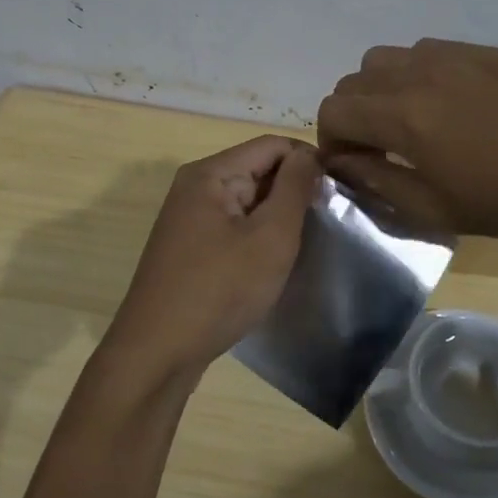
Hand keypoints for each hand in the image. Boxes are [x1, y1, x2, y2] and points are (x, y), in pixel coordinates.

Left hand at [101, 136, 319, 381]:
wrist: (158, 352)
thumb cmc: (220, 290)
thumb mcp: (270, 237)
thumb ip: (294, 189)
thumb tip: (309, 155)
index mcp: (210, 173)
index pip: (272, 145)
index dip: (309, 161)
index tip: (339, 191)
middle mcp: (194, 187)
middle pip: (257, 169)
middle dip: (293, 190)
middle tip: (328, 222)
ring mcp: (189, 218)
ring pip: (247, 201)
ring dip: (277, 216)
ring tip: (306, 243)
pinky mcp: (189, 248)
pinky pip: (233, 226)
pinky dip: (257, 236)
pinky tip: (273, 262)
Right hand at [316, 39, 497, 251]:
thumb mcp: (435, 208)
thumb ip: (376, 181)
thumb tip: (341, 162)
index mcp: (402, 114)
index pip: (334, 110)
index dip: (330, 140)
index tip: (350, 164)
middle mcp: (418, 71)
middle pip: (355, 79)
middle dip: (353, 115)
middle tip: (378, 148)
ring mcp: (454, 54)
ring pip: (388, 58)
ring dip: (382, 90)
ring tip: (411, 123)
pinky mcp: (484, 49)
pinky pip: (428, 52)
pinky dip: (417, 76)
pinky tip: (450, 107)